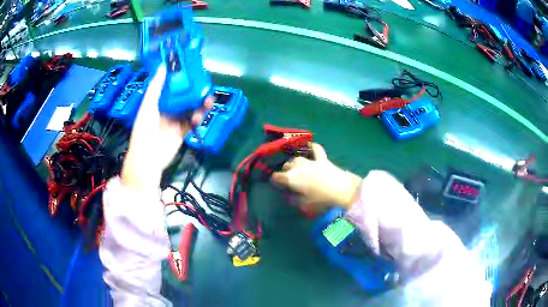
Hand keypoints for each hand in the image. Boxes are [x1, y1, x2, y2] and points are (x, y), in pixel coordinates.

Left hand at [121, 65, 212, 189]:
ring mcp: (175, 121)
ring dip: (199, 103)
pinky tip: (202, 113)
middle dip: (193, 90)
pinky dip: (198, 117)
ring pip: (189, 109)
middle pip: (182, 97)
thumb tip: (163, 66)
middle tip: (203, 83)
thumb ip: (156, 87)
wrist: (149, 157)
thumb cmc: (144, 129)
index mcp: (156, 102)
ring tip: (208, 98)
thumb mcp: (148, 106)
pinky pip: (192, 122)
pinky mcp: (182, 132)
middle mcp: (166, 110)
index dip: (179, 78)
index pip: (169, 87)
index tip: (189, 68)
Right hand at [271, 143, 361, 209]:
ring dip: (295, 163)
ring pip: (297, 158)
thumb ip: (295, 200)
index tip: (277, 185)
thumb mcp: (305, 205)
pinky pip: (316, 149)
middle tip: (289, 179)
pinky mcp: (322, 159)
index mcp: (291, 178)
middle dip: (285, 171)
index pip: (277, 177)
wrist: (342, 190)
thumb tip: (291, 196)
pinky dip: (312, 147)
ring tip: (296, 167)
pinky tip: (310, 145)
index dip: (275, 180)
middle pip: (287, 166)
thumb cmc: (321, 200)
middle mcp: (298, 167)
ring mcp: (311, 161)